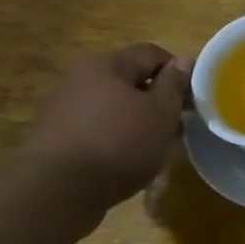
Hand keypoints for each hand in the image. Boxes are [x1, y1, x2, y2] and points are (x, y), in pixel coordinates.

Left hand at [19, 44, 190, 218]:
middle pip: (128, 79)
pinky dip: (113, 136)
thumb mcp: (161, 112)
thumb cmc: (120, 143)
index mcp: (107, 65)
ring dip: (134, 119)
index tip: (191, 98)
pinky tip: (123, 159)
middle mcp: (80, 78)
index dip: (177, 71)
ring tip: (151, 146)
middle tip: (175, 124)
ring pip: (111, 105)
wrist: (58, 190)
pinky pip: (94, 127)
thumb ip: (174, 84)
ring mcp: (62, 107)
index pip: (151, 53)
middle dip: (155, 98)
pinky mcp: (53, 136)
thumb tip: (184, 60)